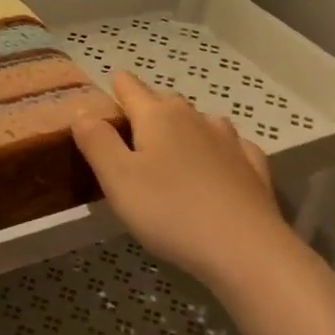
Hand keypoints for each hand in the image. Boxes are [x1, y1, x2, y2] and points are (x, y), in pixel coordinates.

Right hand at [71, 70, 295, 291]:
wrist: (244, 249)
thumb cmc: (169, 211)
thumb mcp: (117, 178)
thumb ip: (96, 140)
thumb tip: (83, 110)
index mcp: (157, 117)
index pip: (130, 88)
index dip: (116, 86)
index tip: (107, 89)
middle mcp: (194, 118)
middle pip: (164, 101)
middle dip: (146, 108)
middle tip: (129, 132)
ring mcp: (229, 141)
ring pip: (199, 121)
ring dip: (183, 127)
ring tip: (171, 148)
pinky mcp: (252, 166)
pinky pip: (231, 145)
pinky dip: (217, 148)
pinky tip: (217, 163)